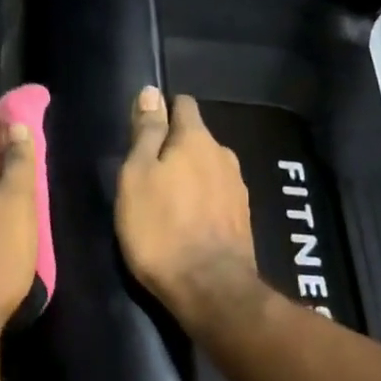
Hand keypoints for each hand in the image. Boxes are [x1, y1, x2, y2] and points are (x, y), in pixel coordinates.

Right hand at [115, 87, 258, 321]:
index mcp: (196, 139)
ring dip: (190, 175)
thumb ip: (146, 133)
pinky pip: (217, 194)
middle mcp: (223, 155)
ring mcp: (238, 187)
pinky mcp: (243, 217)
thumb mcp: (137, 175)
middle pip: (196, 138)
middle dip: (175, 147)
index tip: (143, 131)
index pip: (183, 104)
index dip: (162, 111)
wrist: (209, 288)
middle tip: (147, 172)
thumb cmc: (160, 228)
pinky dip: (203, 199)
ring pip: (208, 167)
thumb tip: (151, 92)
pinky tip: (189, 220)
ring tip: (167, 199)